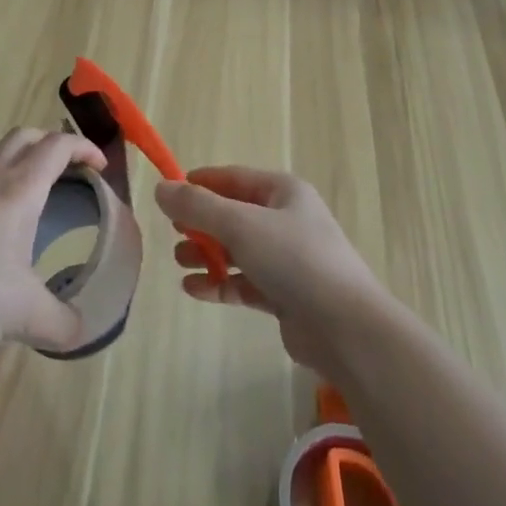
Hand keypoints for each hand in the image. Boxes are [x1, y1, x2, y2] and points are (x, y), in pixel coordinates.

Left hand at [0, 127, 103, 353]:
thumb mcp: (27, 316)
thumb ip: (63, 324)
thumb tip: (84, 331)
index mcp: (20, 190)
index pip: (57, 147)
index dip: (84, 148)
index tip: (101, 168)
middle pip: (26, 136)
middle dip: (54, 143)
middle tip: (72, 170)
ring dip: (24, 154)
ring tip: (39, 184)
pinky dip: (1, 176)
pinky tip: (2, 216)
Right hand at [154, 167, 387, 375]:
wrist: (345, 327)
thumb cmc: (294, 260)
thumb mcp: (240, 225)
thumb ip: (198, 207)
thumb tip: (160, 188)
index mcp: (284, 191)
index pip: (234, 178)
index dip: (201, 183)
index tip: (169, 193)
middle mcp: (287, 220)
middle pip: (234, 214)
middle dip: (202, 223)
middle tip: (173, 233)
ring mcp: (288, 259)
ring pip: (238, 250)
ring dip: (208, 254)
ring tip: (180, 262)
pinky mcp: (286, 295)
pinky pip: (245, 282)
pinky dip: (220, 283)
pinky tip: (194, 289)